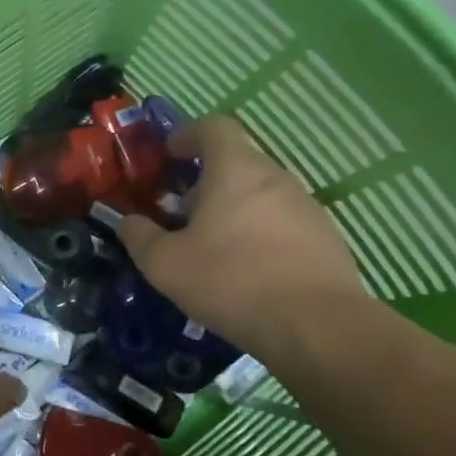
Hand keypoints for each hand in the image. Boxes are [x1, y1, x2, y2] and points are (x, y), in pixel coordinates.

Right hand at [118, 116, 365, 355]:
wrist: (318, 328)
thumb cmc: (231, 281)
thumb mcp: (165, 264)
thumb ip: (139, 236)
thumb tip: (129, 221)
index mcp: (236, 170)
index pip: (214, 127)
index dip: (188, 134)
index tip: (169, 155)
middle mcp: (276, 178)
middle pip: (237, 163)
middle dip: (205, 181)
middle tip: (182, 214)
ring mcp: (307, 207)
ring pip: (261, 194)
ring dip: (233, 209)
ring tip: (213, 247)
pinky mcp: (326, 239)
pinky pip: (283, 223)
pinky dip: (260, 234)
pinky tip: (248, 271)